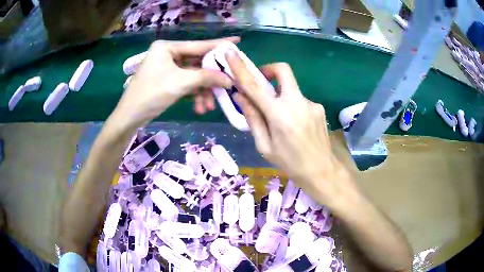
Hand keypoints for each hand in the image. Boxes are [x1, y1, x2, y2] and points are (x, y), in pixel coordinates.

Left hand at [113, 37, 239, 127]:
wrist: (130, 116)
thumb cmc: (151, 94)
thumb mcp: (180, 83)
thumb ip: (206, 77)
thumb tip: (229, 79)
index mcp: (168, 47)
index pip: (199, 45)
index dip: (219, 44)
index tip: (237, 41)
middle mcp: (169, 54)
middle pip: (198, 62)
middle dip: (211, 78)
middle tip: (228, 84)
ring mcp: (168, 67)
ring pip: (194, 76)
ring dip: (203, 91)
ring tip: (209, 107)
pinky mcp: (168, 80)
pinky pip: (187, 83)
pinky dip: (194, 95)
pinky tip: (200, 108)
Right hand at [226, 50, 349, 201]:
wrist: (322, 171)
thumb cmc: (289, 163)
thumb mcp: (265, 146)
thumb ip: (253, 119)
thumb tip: (241, 97)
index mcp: (279, 115)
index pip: (255, 85)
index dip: (241, 68)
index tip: (232, 54)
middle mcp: (297, 103)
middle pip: (283, 70)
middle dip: (270, 70)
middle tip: (263, 83)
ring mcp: (311, 103)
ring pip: (291, 89)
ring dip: (281, 96)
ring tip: (281, 120)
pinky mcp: (318, 107)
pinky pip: (300, 100)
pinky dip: (292, 106)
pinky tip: (295, 125)